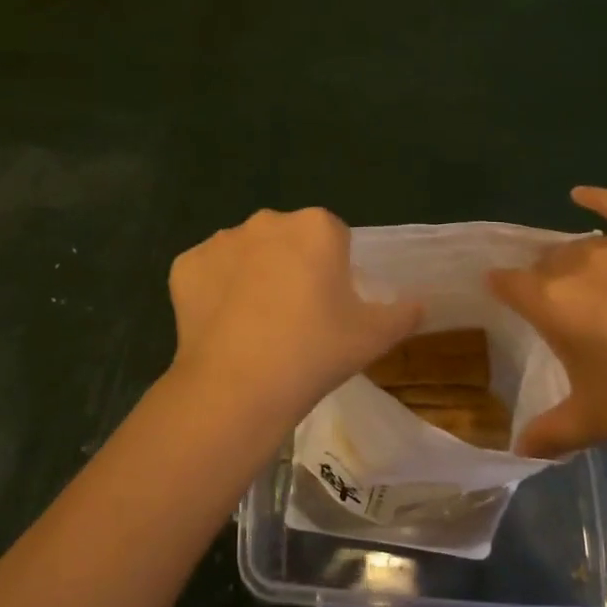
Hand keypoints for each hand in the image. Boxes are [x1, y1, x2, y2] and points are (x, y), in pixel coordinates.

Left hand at [168, 208, 421, 432]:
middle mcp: (267, 221)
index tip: (328, 307)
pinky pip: (207, 272)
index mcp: (316, 227)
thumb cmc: (315, 352)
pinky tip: (222, 327)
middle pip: (287, 240)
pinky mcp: (186, 264)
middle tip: (294, 318)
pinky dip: (214, 292)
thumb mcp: (372, 337)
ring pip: (245, 254)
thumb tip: (420, 304)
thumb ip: (403, 314)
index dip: (333, 271)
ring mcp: (221, 240)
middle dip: (291, 266)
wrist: (238, 386)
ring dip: (251, 276)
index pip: (332, 237)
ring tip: (255, 327)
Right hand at [490, 187, 606, 467]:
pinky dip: (599, 199)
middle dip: (544, 282)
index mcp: (553, 303)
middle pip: (546, 262)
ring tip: (589, 284)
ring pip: (582, 245)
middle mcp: (579, 263)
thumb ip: (549, 432)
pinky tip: (581, 194)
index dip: (502, 290)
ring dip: (576, 262)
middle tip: (563, 314)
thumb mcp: (598, 422)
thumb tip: (517, 449)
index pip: (508, 283)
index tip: (502, 299)